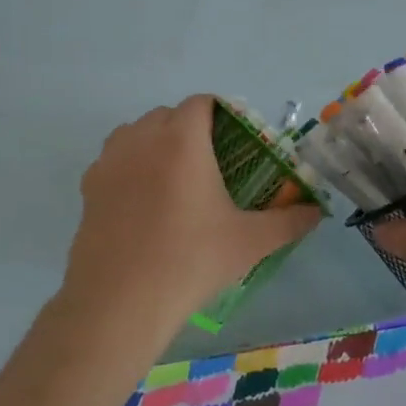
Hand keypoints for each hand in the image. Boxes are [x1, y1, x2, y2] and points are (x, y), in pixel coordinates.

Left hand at [59, 95, 323, 343]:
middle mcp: (142, 138)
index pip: (201, 103)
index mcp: (182, 140)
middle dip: (190, 129)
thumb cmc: (190, 261)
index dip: (222, 114)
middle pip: (168, 115)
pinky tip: (144, 203)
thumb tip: (316, 212)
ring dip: (157, 143)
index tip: (236, 141)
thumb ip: (289, 221)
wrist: (119, 302)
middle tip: (211, 165)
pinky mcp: (88, 187)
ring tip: (175, 180)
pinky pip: (114, 160)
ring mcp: (109, 161)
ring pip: (136, 133)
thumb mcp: (250, 242)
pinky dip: (131, 167)